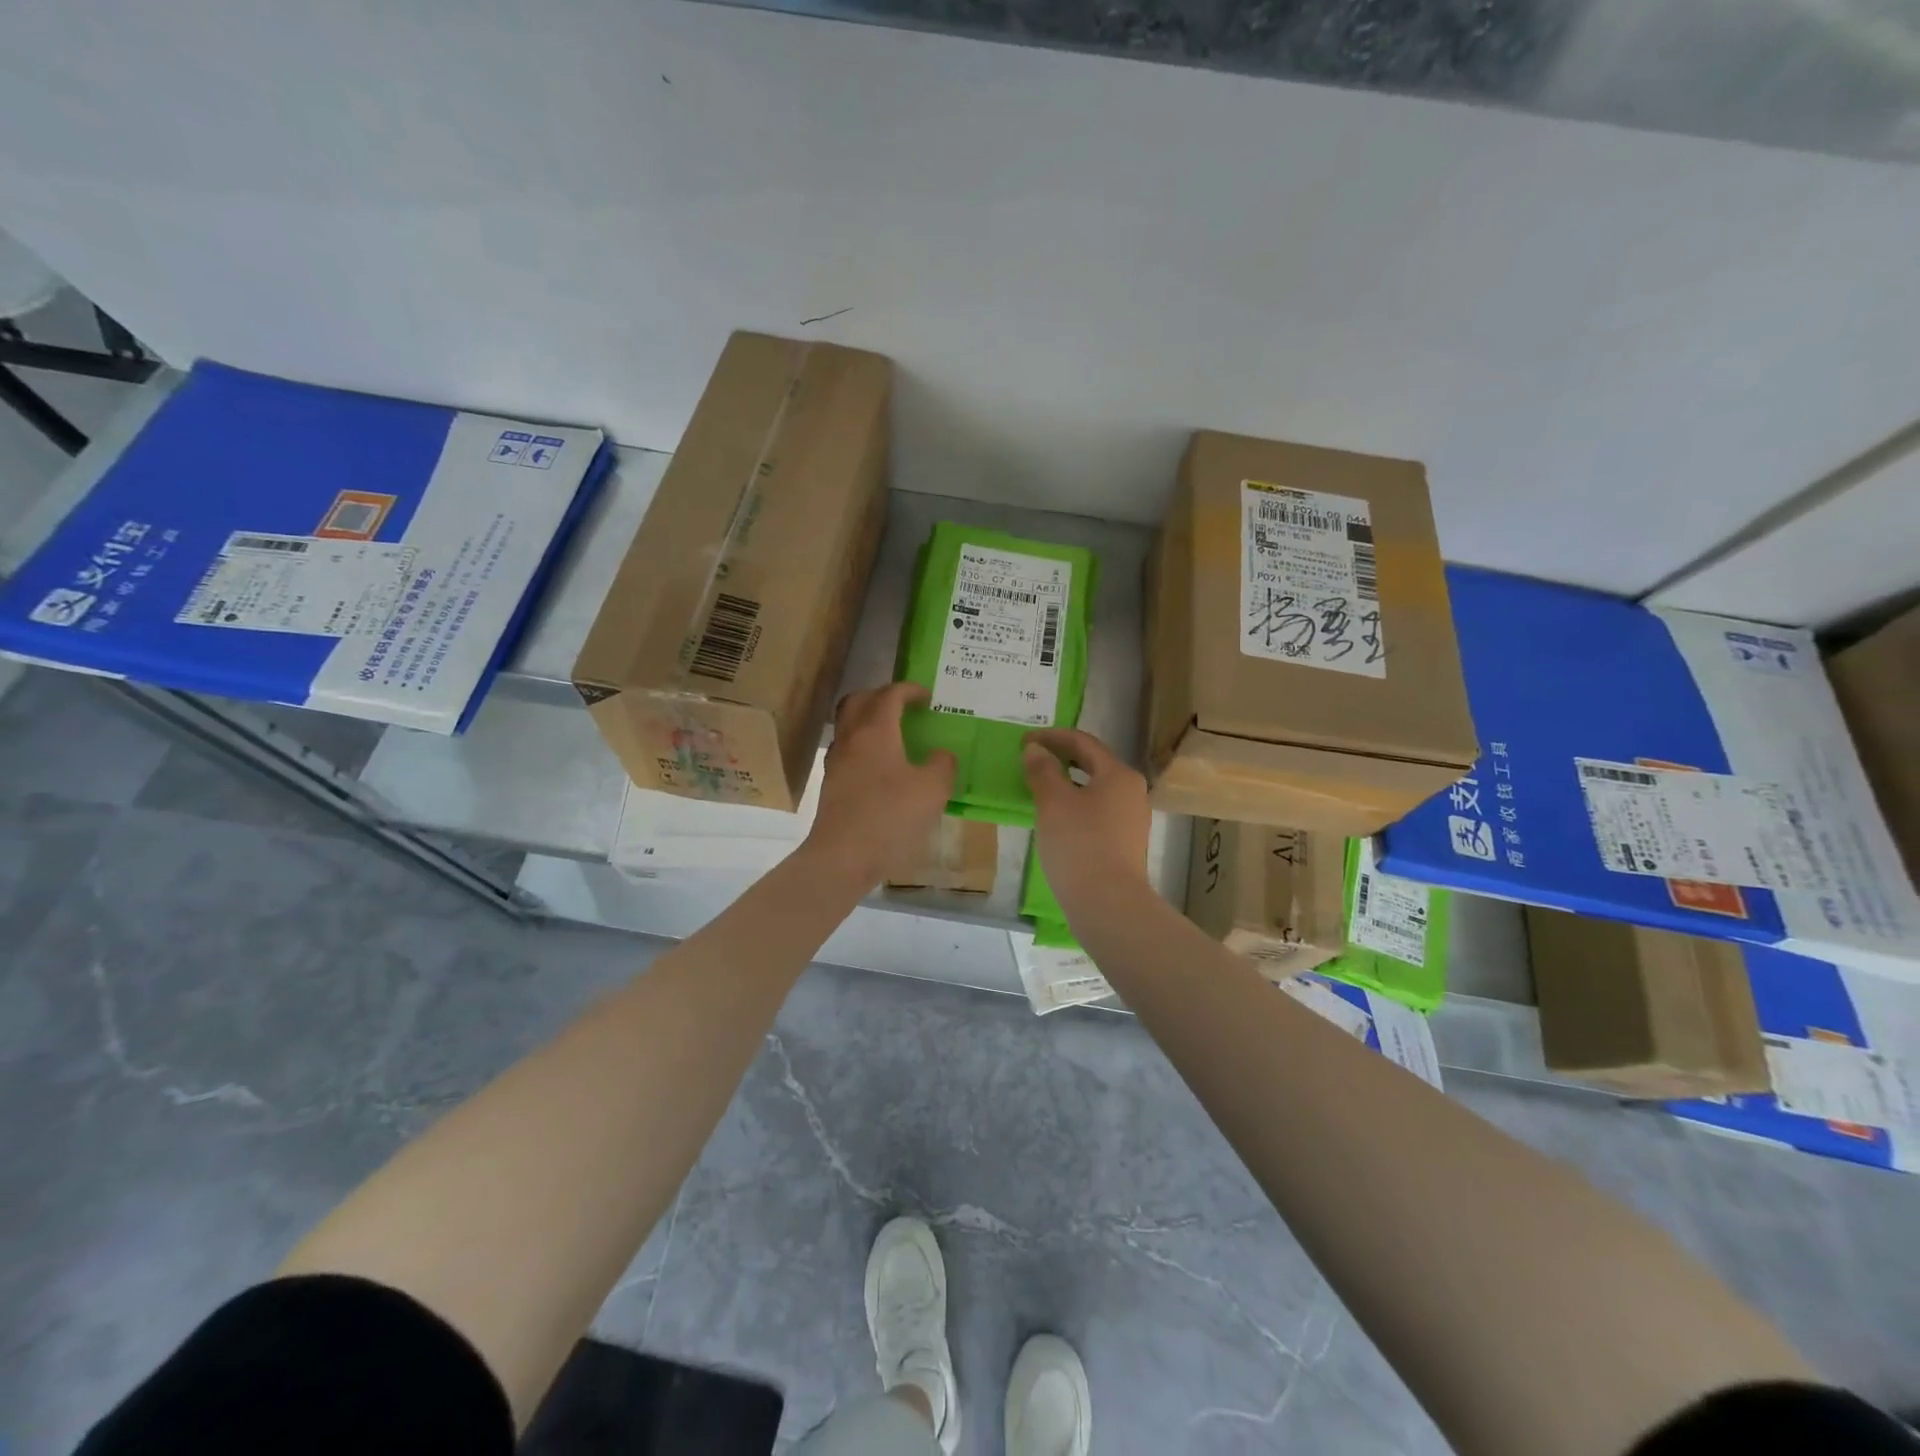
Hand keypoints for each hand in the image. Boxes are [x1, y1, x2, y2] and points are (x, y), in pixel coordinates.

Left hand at [802, 683, 957, 890]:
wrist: (843, 857)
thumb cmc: (890, 817)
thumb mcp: (932, 790)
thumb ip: (942, 765)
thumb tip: (941, 756)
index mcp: (875, 731)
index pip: (890, 695)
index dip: (909, 690)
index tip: (927, 698)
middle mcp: (851, 739)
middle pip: (858, 701)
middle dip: (881, 697)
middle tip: (903, 707)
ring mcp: (836, 763)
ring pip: (848, 727)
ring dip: (869, 722)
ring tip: (894, 737)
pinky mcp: (831, 786)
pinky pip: (847, 752)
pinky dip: (864, 748)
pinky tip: (882, 769)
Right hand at [1022, 728, 1151, 919]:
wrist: (1108, 903)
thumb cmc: (1079, 844)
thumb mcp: (1053, 802)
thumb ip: (1043, 770)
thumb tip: (1036, 749)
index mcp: (1118, 774)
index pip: (1083, 742)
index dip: (1051, 737)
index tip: (1023, 741)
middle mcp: (1131, 791)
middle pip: (1093, 764)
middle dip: (1061, 758)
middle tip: (1031, 759)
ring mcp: (1131, 819)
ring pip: (1095, 789)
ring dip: (1067, 782)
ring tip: (1039, 787)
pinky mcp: (1124, 843)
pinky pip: (1097, 812)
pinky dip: (1075, 805)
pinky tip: (1055, 818)